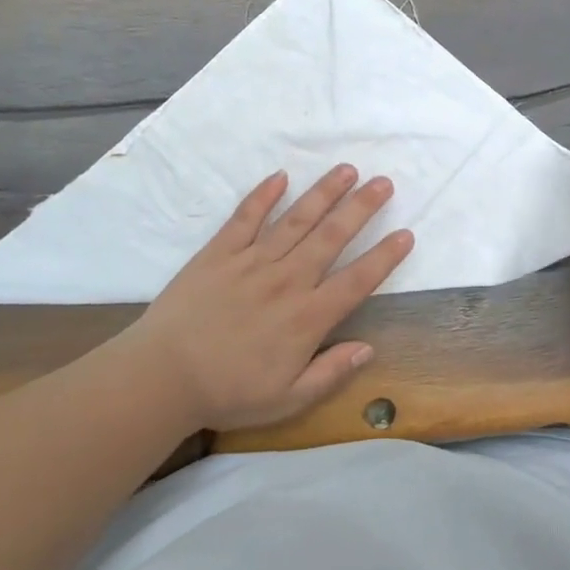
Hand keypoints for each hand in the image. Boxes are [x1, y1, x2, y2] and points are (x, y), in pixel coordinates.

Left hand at [125, 165, 414, 431]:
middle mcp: (287, 280)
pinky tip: (280, 176)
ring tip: (346, 170)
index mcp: (307, 317)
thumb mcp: (288, 399)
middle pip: (331, 237)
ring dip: (323, 193)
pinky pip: (245, 218)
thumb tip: (369, 348)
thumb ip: (331, 372)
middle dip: (361, 208)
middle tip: (383, 183)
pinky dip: (263, 195)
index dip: (384, 256)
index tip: (405, 234)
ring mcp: (252, 261)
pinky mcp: (219, 252)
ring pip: (296, 220)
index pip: (357, 280)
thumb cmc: (228, 392)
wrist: (163, 376)